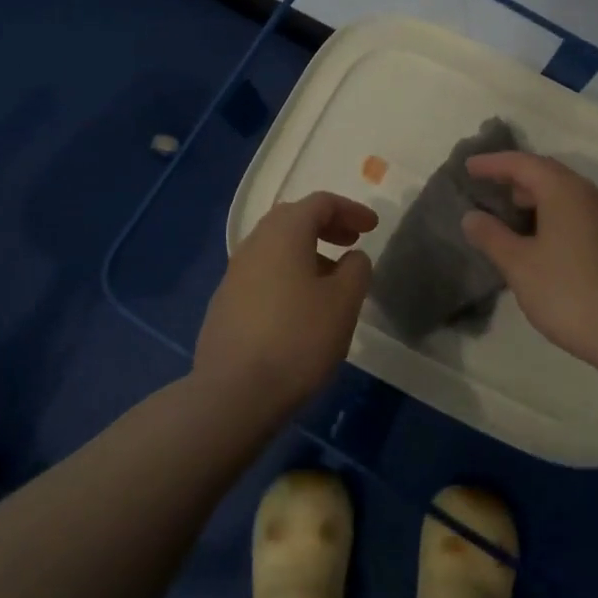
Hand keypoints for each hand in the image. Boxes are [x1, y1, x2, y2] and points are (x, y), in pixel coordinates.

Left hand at [195, 191, 377, 417]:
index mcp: (283, 233)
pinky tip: (300, 307)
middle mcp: (254, 244)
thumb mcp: (344, 303)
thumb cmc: (298, 339)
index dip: (351, 209)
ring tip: (332, 278)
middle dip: (326, 225)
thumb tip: (352, 257)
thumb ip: (356, 270)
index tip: (373, 227)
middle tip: (352, 242)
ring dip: (306, 251)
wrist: (233, 394)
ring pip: (275, 247)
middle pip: (293, 219)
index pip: (320, 203)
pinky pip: (262, 273)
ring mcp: (234, 274)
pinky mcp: (224, 304)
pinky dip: (287, 274)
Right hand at [461, 153, 597, 369]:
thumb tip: (472, 217)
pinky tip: (539, 237)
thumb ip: (492, 236)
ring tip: (510, 212)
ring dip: (535, 195)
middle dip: (515, 175)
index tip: (468, 168)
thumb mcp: (518, 264)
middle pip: (547, 172)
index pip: (523, 164)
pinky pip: (576, 211)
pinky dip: (552, 212)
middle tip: (488, 185)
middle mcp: (588, 195)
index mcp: (564, 192)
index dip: (493, 163)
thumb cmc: (566, 291)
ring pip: (565, 193)